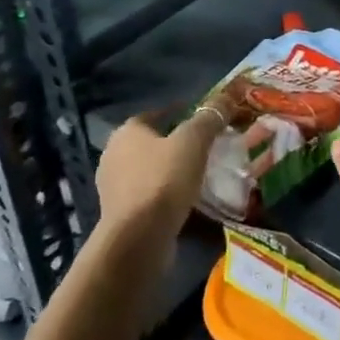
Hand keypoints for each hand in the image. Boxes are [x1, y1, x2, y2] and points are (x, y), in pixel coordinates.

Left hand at [96, 107, 223, 240]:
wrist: (139, 239)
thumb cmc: (164, 180)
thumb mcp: (194, 141)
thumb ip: (209, 118)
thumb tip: (225, 99)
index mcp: (127, 132)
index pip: (156, 114)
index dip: (181, 113)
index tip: (205, 121)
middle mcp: (114, 155)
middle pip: (152, 142)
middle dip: (177, 143)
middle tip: (206, 147)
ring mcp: (114, 187)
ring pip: (151, 170)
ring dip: (172, 170)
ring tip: (201, 174)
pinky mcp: (121, 214)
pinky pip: (149, 194)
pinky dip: (166, 193)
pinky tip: (186, 199)